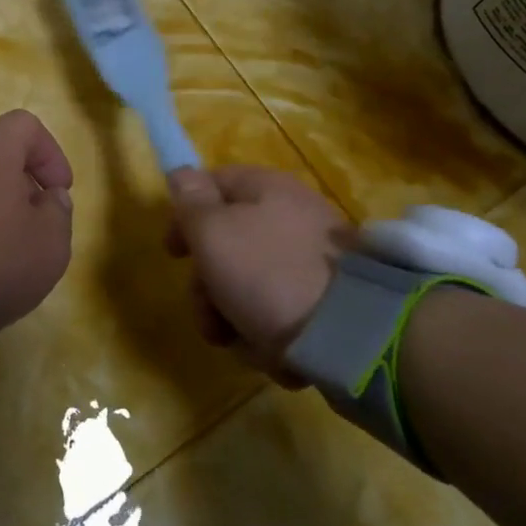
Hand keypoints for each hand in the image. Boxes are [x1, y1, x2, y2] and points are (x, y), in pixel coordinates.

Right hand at [167, 167, 344, 382]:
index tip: (173, 254)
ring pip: (252, 285)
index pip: (213, 185)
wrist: (353, 336)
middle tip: (208, 315)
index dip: (185, 215)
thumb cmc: (268, 274)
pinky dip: (273, 335)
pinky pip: (283, 313)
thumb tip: (182, 172)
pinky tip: (279, 353)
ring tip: (243, 343)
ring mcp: (316, 263)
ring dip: (236, 318)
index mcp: (267, 190)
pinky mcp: (332, 304)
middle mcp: (293, 218)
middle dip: (209, 287)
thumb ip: (191, 202)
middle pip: (229, 244)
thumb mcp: (214, 233)